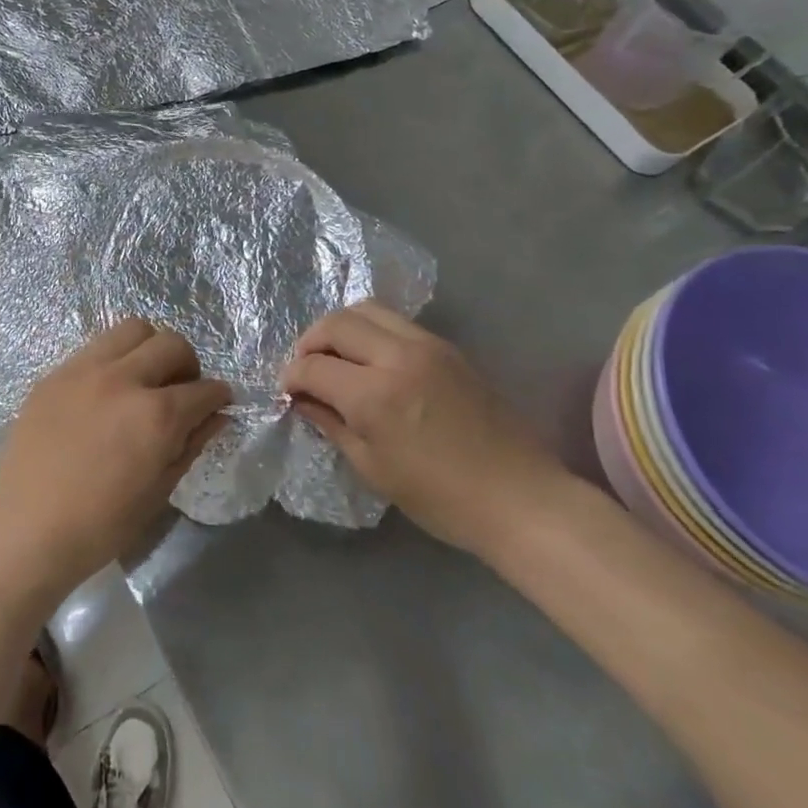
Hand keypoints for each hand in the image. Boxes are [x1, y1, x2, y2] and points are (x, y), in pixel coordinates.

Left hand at [0, 318, 230, 602]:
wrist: (26, 530)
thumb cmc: (100, 525)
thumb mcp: (158, 491)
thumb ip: (191, 445)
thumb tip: (217, 416)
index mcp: (155, 415)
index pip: (204, 389)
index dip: (219, 396)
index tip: (218, 403)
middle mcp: (123, 379)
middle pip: (171, 343)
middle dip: (188, 364)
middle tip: (181, 390)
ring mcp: (84, 370)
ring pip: (132, 329)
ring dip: (149, 348)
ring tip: (144, 378)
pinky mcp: (55, 373)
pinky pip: (95, 348)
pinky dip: (113, 359)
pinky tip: (106, 390)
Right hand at [280, 301, 561, 554]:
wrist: (520, 498)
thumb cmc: (440, 497)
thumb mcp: (373, 468)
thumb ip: (331, 424)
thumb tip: (302, 400)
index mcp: (374, 394)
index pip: (313, 367)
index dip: (291, 377)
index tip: (287, 391)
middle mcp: (397, 356)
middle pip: (336, 323)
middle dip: (310, 342)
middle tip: (306, 369)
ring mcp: (427, 346)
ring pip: (367, 310)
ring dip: (341, 328)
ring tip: (336, 357)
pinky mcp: (448, 348)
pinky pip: (396, 322)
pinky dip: (371, 331)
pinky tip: (370, 360)